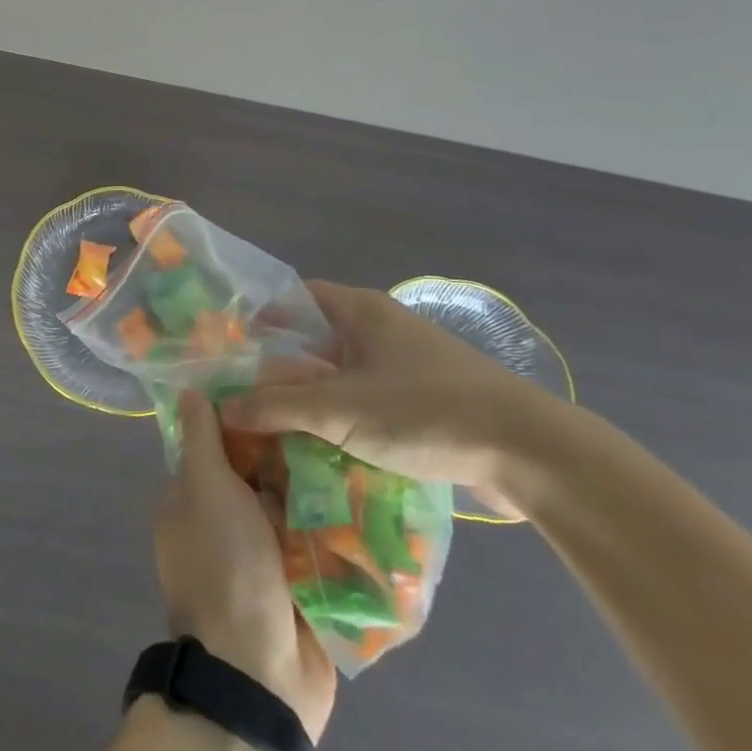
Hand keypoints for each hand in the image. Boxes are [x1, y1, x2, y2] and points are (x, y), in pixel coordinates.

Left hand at [154, 391, 336, 741]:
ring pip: (297, 505)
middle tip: (333, 413)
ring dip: (322, 485)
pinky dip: (340, 524)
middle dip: (293, 450)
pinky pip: (322, 542)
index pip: (221, 442)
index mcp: (195, 501)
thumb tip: (188, 389)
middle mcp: (228, 524)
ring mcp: (267, 557)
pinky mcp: (304, 583)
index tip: (284, 384)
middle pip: (264, 471)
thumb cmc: (225, 566)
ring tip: (360, 442)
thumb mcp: (204, 489)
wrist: (258, 675)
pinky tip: (374, 491)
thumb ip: (202, 440)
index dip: (249, 415)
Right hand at [222, 282, 561, 519]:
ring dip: (316, 399)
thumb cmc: (422, 411)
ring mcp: (409, 362)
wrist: (527, 450)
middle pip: (318, 338)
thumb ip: (276, 406)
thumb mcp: (339, 410)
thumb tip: (224, 407)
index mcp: (360, 310)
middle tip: (248, 399)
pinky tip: (330, 452)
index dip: (263, 319)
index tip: (233, 352)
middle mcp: (383, 326)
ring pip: (345, 373)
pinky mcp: (429, 398)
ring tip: (280, 431)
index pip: (296, 298)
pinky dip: (348, 418)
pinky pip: (373, 399)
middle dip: (284, 368)